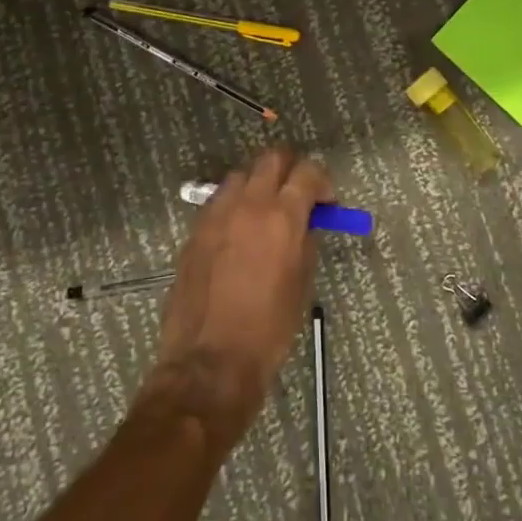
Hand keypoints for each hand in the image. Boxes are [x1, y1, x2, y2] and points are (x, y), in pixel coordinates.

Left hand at [137, 148, 328, 444]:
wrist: (210, 362)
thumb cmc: (269, 330)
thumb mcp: (301, 283)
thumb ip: (305, 241)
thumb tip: (305, 223)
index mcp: (282, 217)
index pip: (307, 172)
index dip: (322, 180)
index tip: (326, 201)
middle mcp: (248, 205)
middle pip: (272, 159)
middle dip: (290, 168)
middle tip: (297, 193)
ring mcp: (216, 215)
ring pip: (241, 175)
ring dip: (259, 183)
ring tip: (266, 211)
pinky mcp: (195, 231)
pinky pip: (219, 201)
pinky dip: (234, 204)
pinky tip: (239, 231)